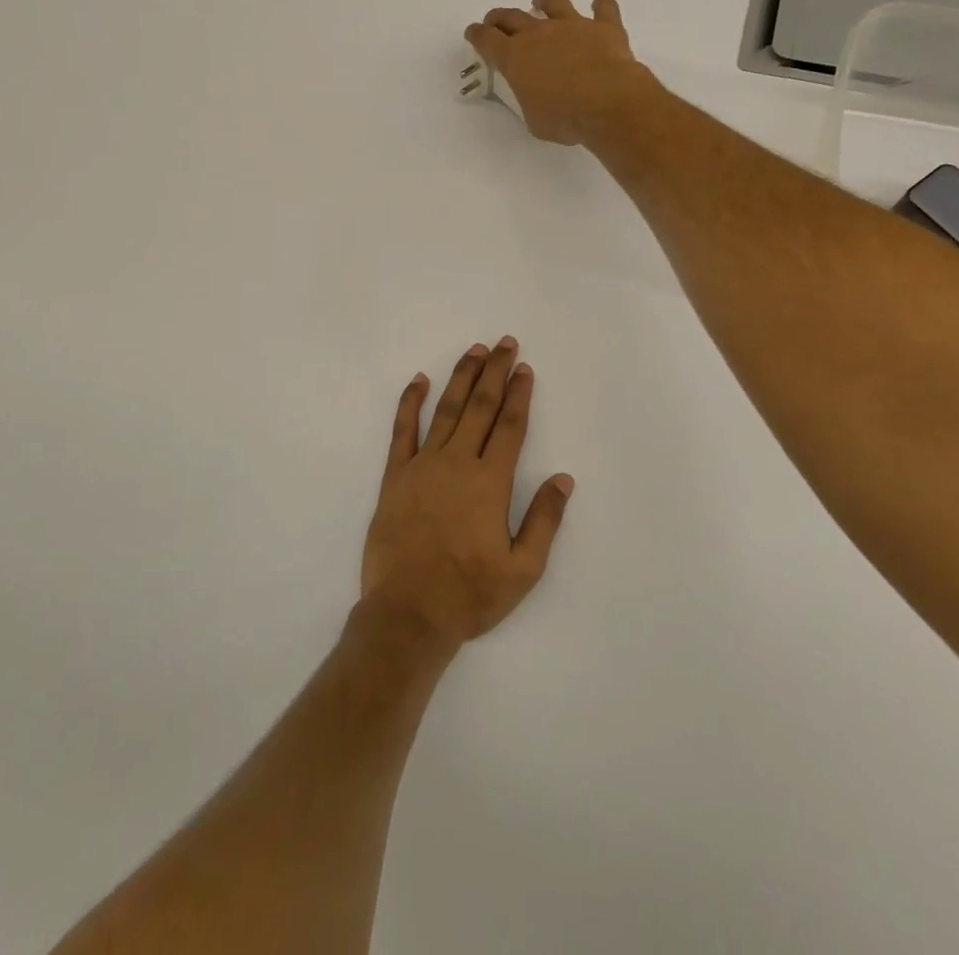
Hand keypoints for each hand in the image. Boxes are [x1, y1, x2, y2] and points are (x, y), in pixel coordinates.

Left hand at [361, 338, 573, 650]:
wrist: (408, 613)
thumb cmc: (470, 594)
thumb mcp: (523, 569)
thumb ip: (544, 520)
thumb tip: (563, 479)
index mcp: (490, 482)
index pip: (510, 426)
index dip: (519, 394)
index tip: (525, 368)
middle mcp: (457, 463)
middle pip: (480, 407)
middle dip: (495, 372)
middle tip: (505, 343)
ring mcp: (423, 466)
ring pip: (446, 410)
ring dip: (462, 378)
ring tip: (474, 351)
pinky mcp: (395, 476)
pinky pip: (402, 430)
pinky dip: (410, 403)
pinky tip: (419, 381)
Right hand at [464, 0, 657, 144]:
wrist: (609, 103)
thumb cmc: (565, 118)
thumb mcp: (534, 119)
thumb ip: (530, 100)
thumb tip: (537, 96)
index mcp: (515, 58)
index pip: (487, 40)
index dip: (477, 35)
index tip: (473, 33)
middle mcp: (539, 34)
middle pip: (512, 16)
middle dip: (500, 18)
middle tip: (496, 21)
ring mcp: (573, 25)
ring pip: (553, 1)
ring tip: (541, 1)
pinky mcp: (604, 27)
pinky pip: (603, 8)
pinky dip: (601, 5)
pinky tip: (601, 4)